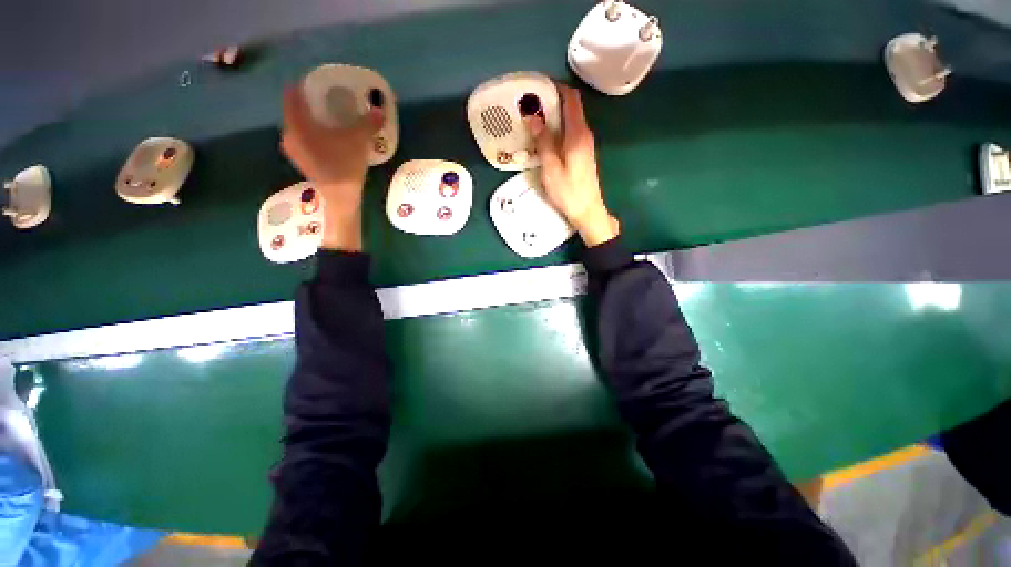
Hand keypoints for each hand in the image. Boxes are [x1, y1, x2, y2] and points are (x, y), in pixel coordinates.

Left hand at [281, 86, 383, 250]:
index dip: (305, 86)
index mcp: (297, 124)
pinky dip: (313, 135)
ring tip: (330, 121)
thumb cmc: (345, 164)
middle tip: (328, 102)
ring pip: (299, 127)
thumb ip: (368, 122)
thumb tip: (379, 109)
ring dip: (312, 122)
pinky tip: (328, 139)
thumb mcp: (359, 140)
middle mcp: (289, 134)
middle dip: (311, 105)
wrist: (341, 196)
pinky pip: (303, 140)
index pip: (293, 95)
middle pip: (296, 112)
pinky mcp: (301, 161)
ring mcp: (293, 150)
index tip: (318, 83)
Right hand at [527, 85, 618, 246]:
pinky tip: (545, 137)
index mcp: (578, 134)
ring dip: (554, 116)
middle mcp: (585, 134)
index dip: (557, 88)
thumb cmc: (568, 191)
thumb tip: (534, 116)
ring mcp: (586, 144)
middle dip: (552, 101)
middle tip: (530, 104)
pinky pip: (570, 133)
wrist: (587, 211)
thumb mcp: (551, 167)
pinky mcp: (583, 154)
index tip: (539, 86)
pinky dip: (558, 129)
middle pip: (571, 108)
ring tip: (534, 119)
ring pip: (571, 121)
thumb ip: (543, 141)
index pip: (571, 99)